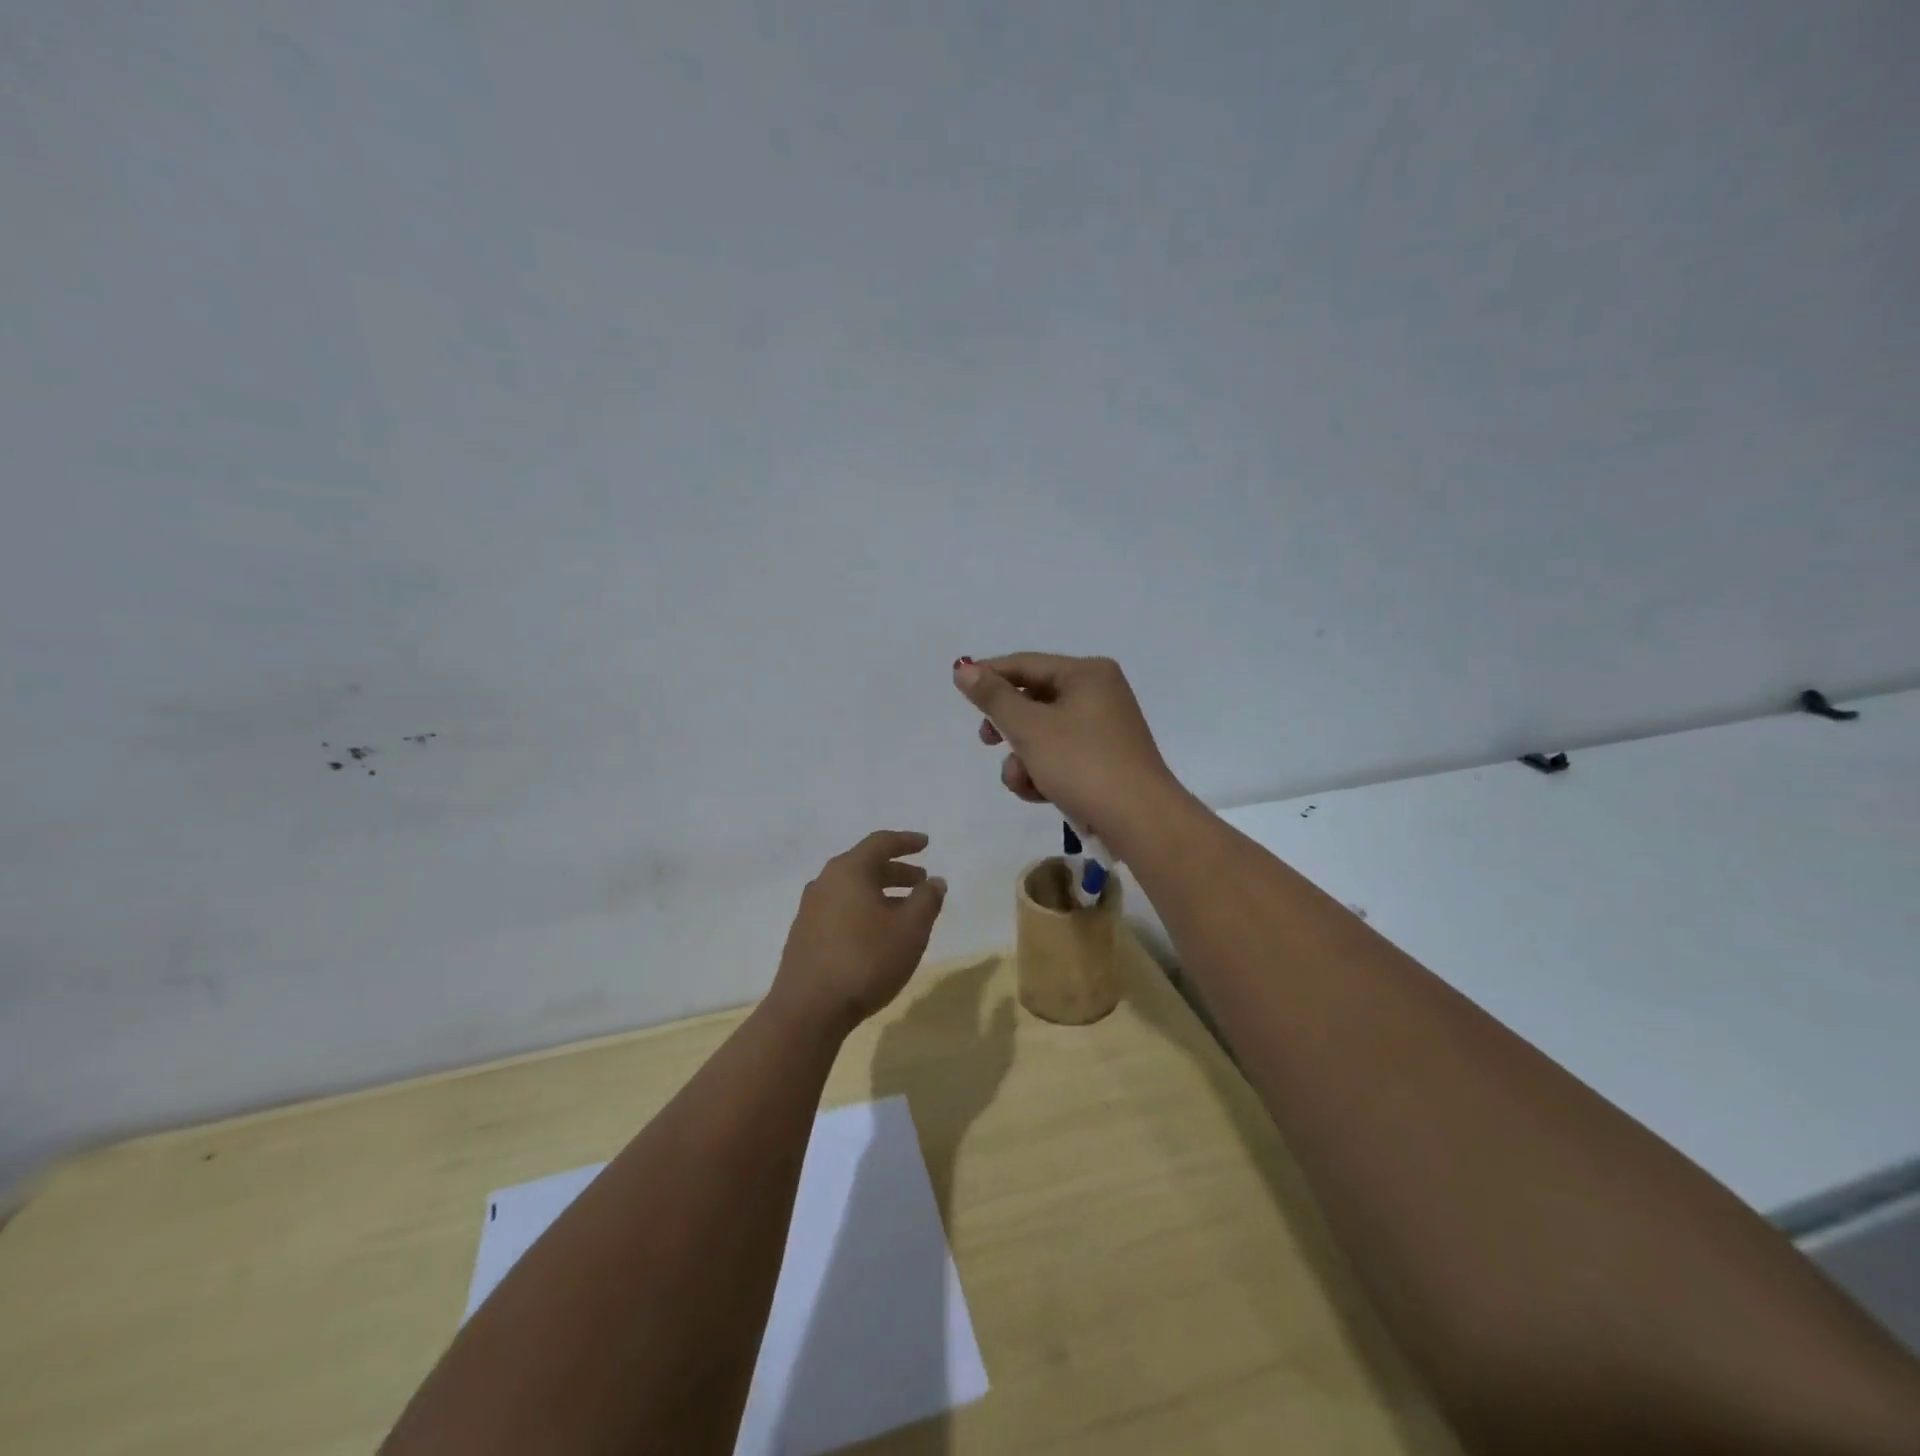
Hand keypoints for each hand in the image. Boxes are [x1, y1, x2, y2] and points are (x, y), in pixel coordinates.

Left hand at [770, 830, 946, 1033]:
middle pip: (865, 866)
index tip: (925, 844)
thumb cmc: (866, 960)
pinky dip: (863, 911)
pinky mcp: (804, 935)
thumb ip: (927, 900)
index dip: (906, 841)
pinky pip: (840, 910)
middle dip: (896, 872)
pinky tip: (877, 934)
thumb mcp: (910, 930)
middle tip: (921, 881)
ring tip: (904, 911)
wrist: (808, 1010)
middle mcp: (825, 882)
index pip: (880, 842)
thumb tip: (934, 881)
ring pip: (852, 890)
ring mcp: (810, 910)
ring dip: (880, 894)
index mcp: (848, 871)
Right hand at [952, 653, 1183, 847]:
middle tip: (987, 741)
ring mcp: (1104, 729)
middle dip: (1008, 726)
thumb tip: (964, 669)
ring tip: (1021, 781)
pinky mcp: (1104, 760)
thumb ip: (994, 698)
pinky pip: (1061, 755)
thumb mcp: (1030, 729)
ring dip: (1023, 758)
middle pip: (1034, 699)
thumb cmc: (1082, 764)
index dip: (989, 675)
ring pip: (1044, 733)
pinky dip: (1044, 771)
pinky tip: (1039, 793)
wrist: (1139, 820)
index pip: (1025, 664)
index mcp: (1086, 674)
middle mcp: (1099, 693)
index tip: (958, 690)